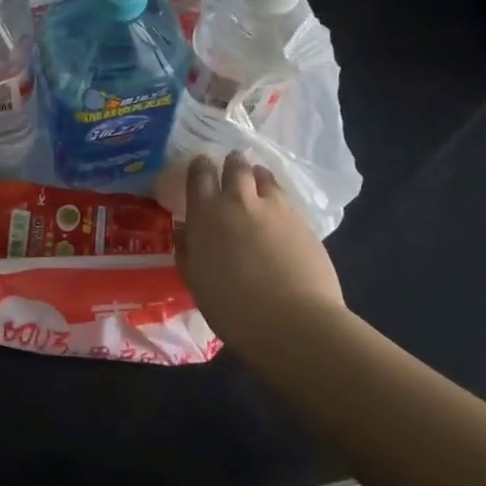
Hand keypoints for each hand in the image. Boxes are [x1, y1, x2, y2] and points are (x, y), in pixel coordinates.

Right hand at [175, 152, 344, 352]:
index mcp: (207, 214)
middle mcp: (239, 202)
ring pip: (265, 177)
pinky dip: (278, 198)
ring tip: (257, 180)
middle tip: (232, 164)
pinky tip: (279, 212)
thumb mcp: (197, 282)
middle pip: (236, 167)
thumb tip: (183, 231)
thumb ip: (188, 252)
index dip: (200, 166)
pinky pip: (286, 199)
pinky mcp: (303, 222)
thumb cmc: (233, 308)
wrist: (294, 322)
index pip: (199, 175)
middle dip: (232, 163)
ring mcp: (275, 209)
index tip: (201, 165)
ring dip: (258, 175)